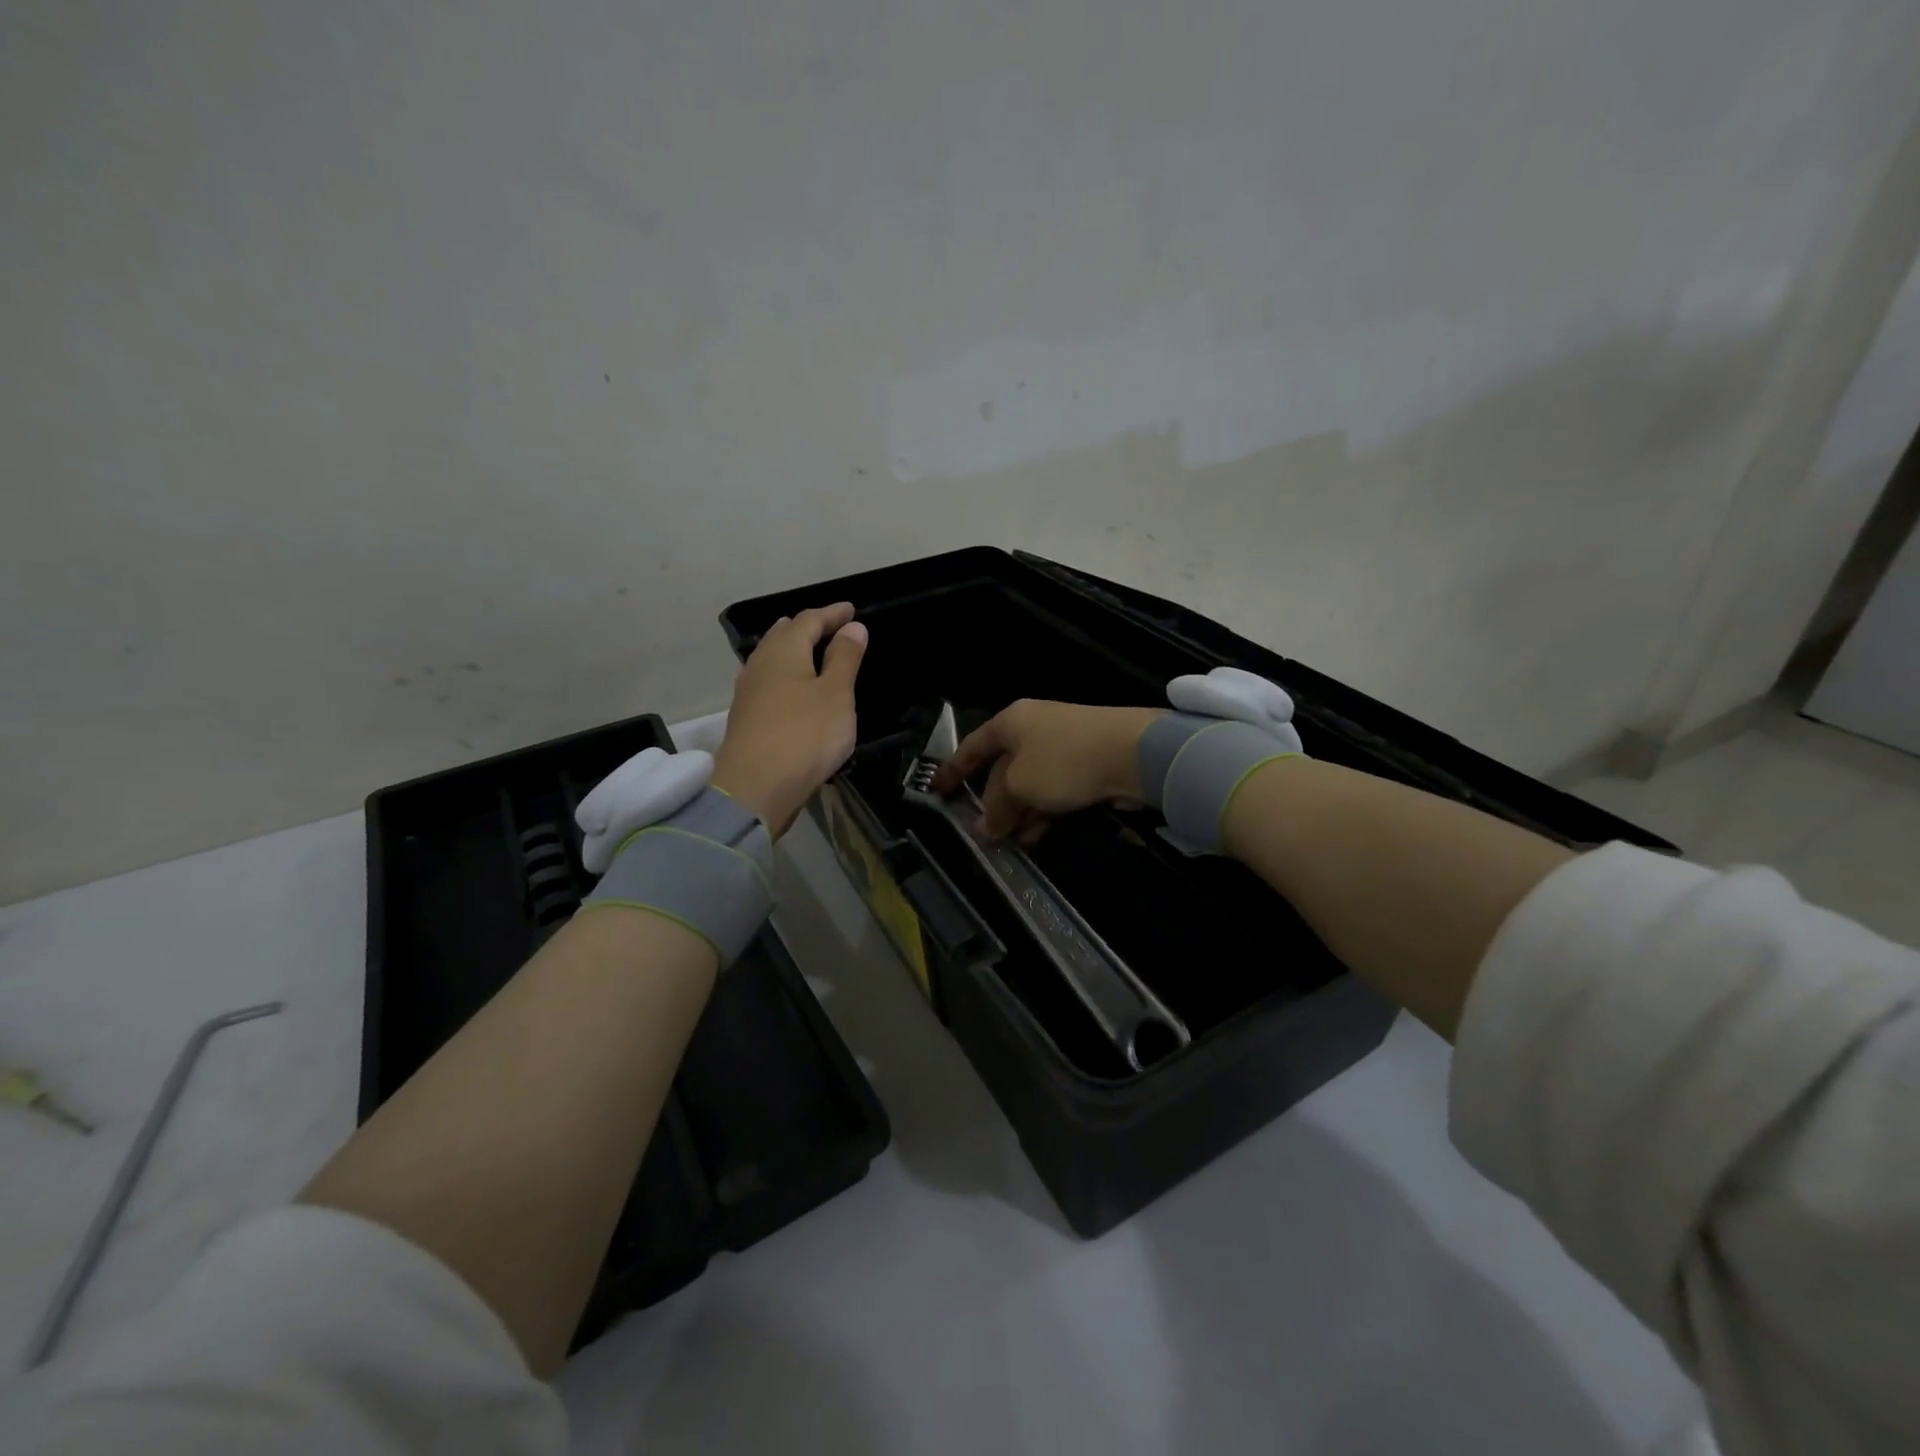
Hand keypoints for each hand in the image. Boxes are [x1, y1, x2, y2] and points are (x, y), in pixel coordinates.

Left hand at [712, 603, 867, 836]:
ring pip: (771, 658)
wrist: (756, 787)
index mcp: (784, 651)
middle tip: (829, 626)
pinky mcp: (746, 718)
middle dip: (807, 627)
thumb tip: (852, 627)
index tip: (850, 610)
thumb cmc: (805, 735)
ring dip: (792, 650)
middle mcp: (760, 664)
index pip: (808, 620)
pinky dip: (784, 675)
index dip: (831, 614)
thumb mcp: (836, 695)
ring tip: (810, 652)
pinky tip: (790, 688)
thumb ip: (845, 658)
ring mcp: (748, 692)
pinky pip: (767, 682)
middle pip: (783, 635)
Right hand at [931, 700, 1164, 843]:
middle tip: (984, 836)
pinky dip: (1042, 812)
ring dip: (1019, 814)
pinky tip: (1036, 837)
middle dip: (993, 804)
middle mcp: (1034, 729)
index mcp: (1012, 722)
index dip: (953, 770)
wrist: (1134, 753)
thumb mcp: (1019, 785)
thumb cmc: (1063, 761)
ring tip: (1011, 845)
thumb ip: (996, 808)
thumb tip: (983, 829)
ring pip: (1030, 784)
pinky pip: (1054, 791)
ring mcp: (1062, 747)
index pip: (973, 746)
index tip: (937, 792)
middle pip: (1003, 769)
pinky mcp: (1086, 764)